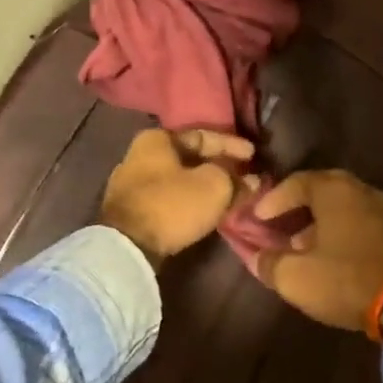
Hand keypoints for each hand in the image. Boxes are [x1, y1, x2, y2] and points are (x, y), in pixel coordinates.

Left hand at [100, 128, 254, 264]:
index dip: (232, 145)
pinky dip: (190, 200)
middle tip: (245, 175)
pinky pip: (169, 197)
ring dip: (206, 185)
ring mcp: (132, 184)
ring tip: (230, 193)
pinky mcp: (131, 210)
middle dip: (219, 166)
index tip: (254, 155)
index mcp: (157, 139)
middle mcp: (140, 155)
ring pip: (180, 179)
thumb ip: (236, 179)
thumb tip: (253, 181)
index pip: (203, 135)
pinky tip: (207, 208)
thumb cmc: (173, 204)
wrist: (128, 246)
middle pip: (190, 157)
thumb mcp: (214, 186)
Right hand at [251, 169, 382, 332]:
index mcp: (335, 191)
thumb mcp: (294, 277)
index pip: (296, 182)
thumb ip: (269, 262)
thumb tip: (257, 257)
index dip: (273, 199)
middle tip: (280, 222)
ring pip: (344, 206)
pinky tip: (333, 255)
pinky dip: (343, 231)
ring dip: (321, 221)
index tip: (258, 218)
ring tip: (302, 244)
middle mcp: (362, 190)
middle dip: (298, 205)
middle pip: (323, 189)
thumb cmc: (345, 280)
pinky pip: (362, 221)